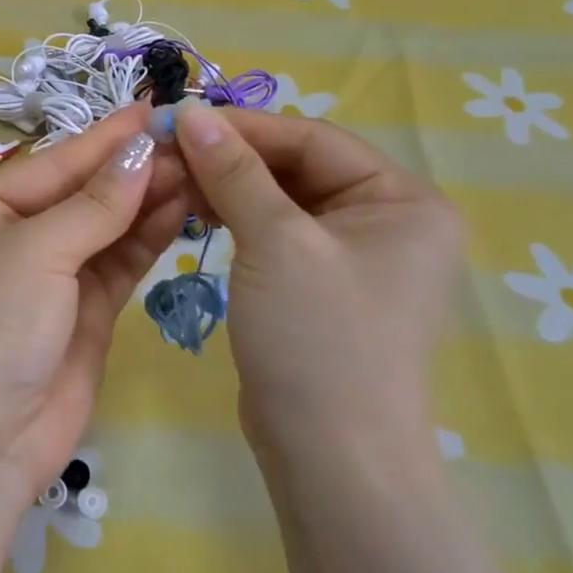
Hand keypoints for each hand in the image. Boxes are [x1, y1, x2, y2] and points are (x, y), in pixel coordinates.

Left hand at [0, 103, 190, 509]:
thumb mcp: (34, 253)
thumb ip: (94, 204)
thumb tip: (142, 151)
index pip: (54, 162)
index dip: (106, 138)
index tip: (157, 110)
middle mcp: (14, 236)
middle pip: (82, 191)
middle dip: (133, 168)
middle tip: (194, 141)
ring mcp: (50, 276)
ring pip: (106, 225)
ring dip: (147, 199)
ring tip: (199, 169)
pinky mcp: (82, 312)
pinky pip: (118, 263)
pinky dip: (147, 238)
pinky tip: (182, 210)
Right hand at [172, 102, 462, 472]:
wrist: (331, 460)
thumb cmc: (318, 339)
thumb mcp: (276, 243)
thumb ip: (234, 172)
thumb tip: (191, 112)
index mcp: (403, 199)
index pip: (313, 139)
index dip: (245, 127)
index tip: (179, 118)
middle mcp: (386, 219)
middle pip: (297, 165)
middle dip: (232, 158)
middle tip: (168, 152)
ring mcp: (352, 254)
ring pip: (279, 197)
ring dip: (227, 185)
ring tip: (174, 181)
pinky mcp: (318, 282)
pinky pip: (274, 230)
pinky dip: (235, 217)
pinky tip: (195, 212)